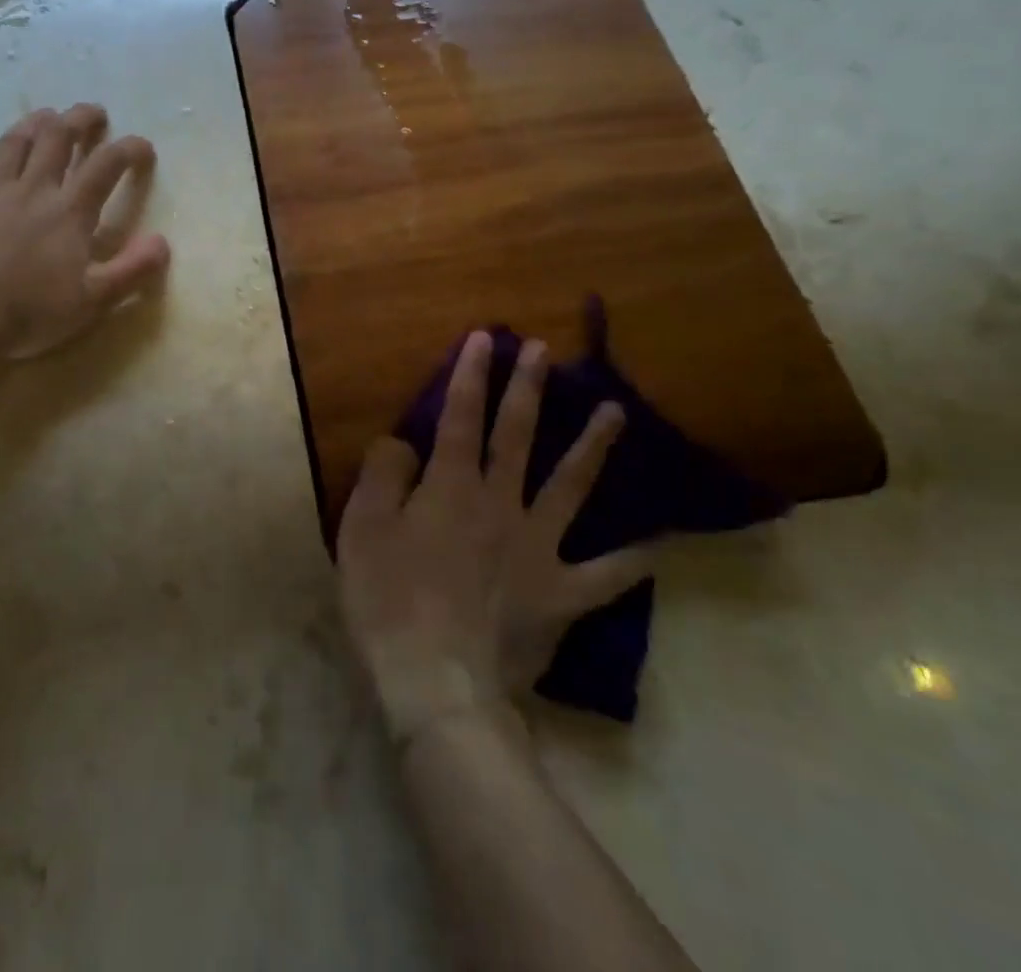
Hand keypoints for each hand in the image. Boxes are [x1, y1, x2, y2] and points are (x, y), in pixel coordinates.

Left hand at [0, 104, 170, 358]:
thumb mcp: (93, 301)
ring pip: (16, 142)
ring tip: (48, 115)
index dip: (128, 149)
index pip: (106, 165)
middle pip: (58, 137)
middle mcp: (34, 190)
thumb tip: (163, 241)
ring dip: (35, 123)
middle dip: (79, 119)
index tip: (143, 146)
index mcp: (69, 212)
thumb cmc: (30, 313)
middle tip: (93, 112)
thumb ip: (132, 269)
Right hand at [337, 332, 654, 740]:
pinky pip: (605, 575)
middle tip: (544, 351)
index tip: (486, 338)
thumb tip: (404, 443)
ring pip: (570, 487)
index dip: (472, 374)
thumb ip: (383, 474)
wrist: (436, 682)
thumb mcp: (362, 528)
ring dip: (592, 446)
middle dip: (528, 389)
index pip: (461, 416)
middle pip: (517, 436)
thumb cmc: (388, 601)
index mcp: (450, 486)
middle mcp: (500, 504)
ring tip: (615, 411)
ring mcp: (538, 547)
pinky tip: (659, 542)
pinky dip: (633, 560)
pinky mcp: (561, 593)